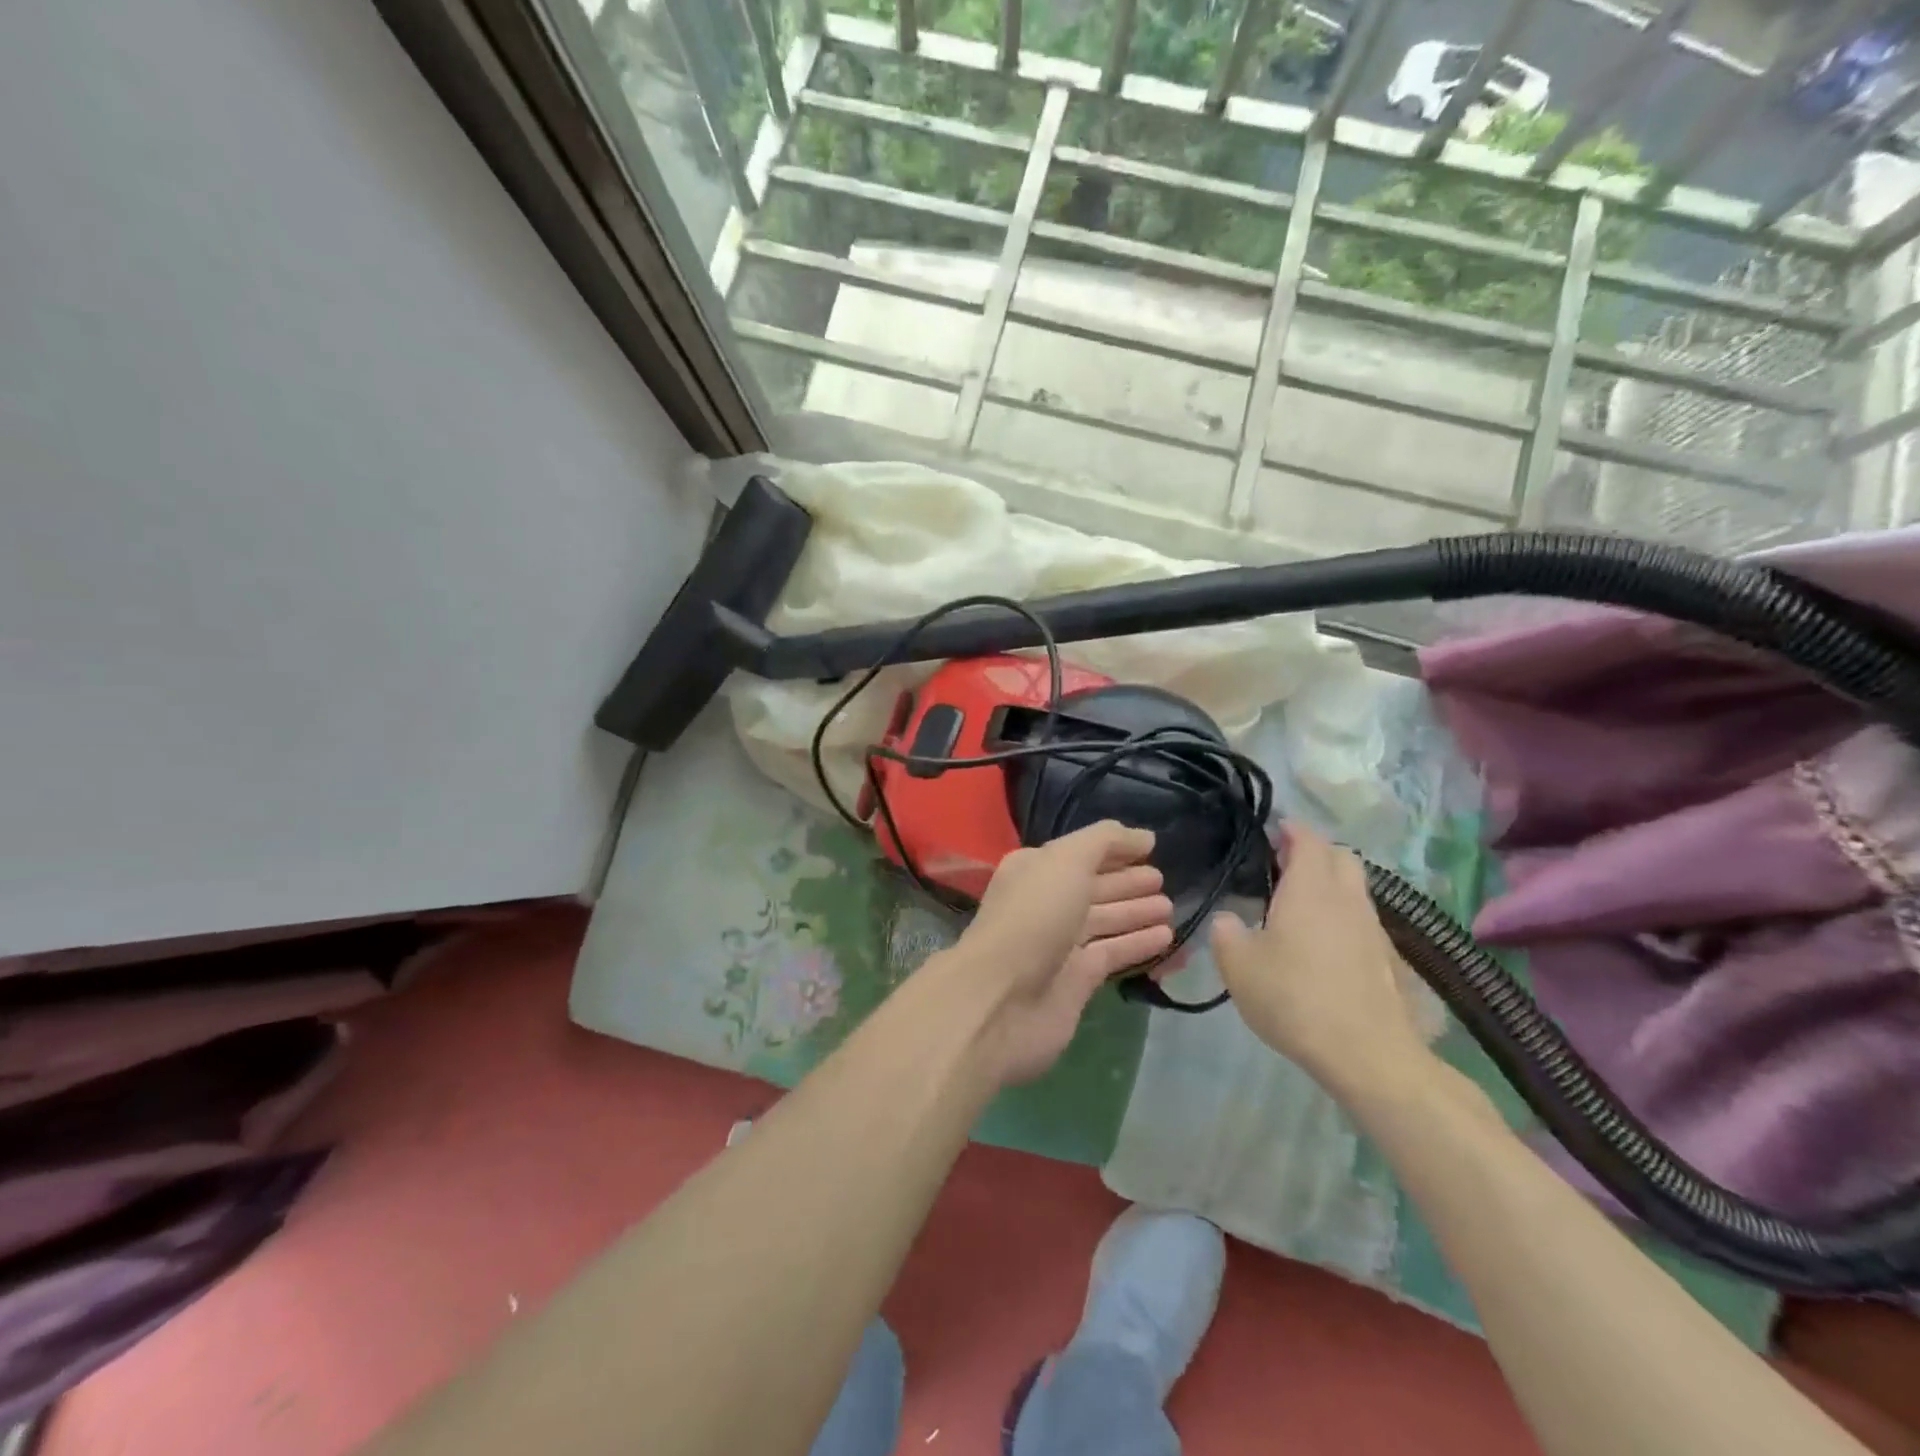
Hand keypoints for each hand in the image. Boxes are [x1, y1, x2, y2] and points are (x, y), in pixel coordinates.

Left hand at [950, 821, 1173, 1085]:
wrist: (1003, 999)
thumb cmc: (1033, 917)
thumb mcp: (1066, 861)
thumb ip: (1105, 841)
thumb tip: (1144, 837)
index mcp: (1035, 870)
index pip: (1080, 853)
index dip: (1113, 850)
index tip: (1151, 848)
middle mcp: (1046, 903)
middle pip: (1093, 888)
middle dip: (1127, 882)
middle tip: (1164, 880)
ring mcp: (1060, 943)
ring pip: (1105, 921)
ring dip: (1136, 913)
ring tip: (1170, 907)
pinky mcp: (1077, 980)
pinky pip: (1113, 953)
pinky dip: (1138, 944)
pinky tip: (1166, 937)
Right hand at [1210, 823, 1438, 1099]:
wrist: (1367, 1054)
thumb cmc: (1294, 998)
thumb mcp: (1238, 966)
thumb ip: (1226, 933)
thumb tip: (1228, 919)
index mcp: (1310, 889)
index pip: (1307, 840)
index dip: (1290, 830)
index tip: (1271, 831)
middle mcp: (1346, 898)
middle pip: (1340, 857)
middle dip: (1314, 852)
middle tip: (1283, 866)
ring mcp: (1372, 928)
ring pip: (1354, 888)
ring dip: (1330, 884)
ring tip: (1298, 905)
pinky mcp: (1386, 958)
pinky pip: (1361, 919)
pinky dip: (1341, 916)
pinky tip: (1321, 944)